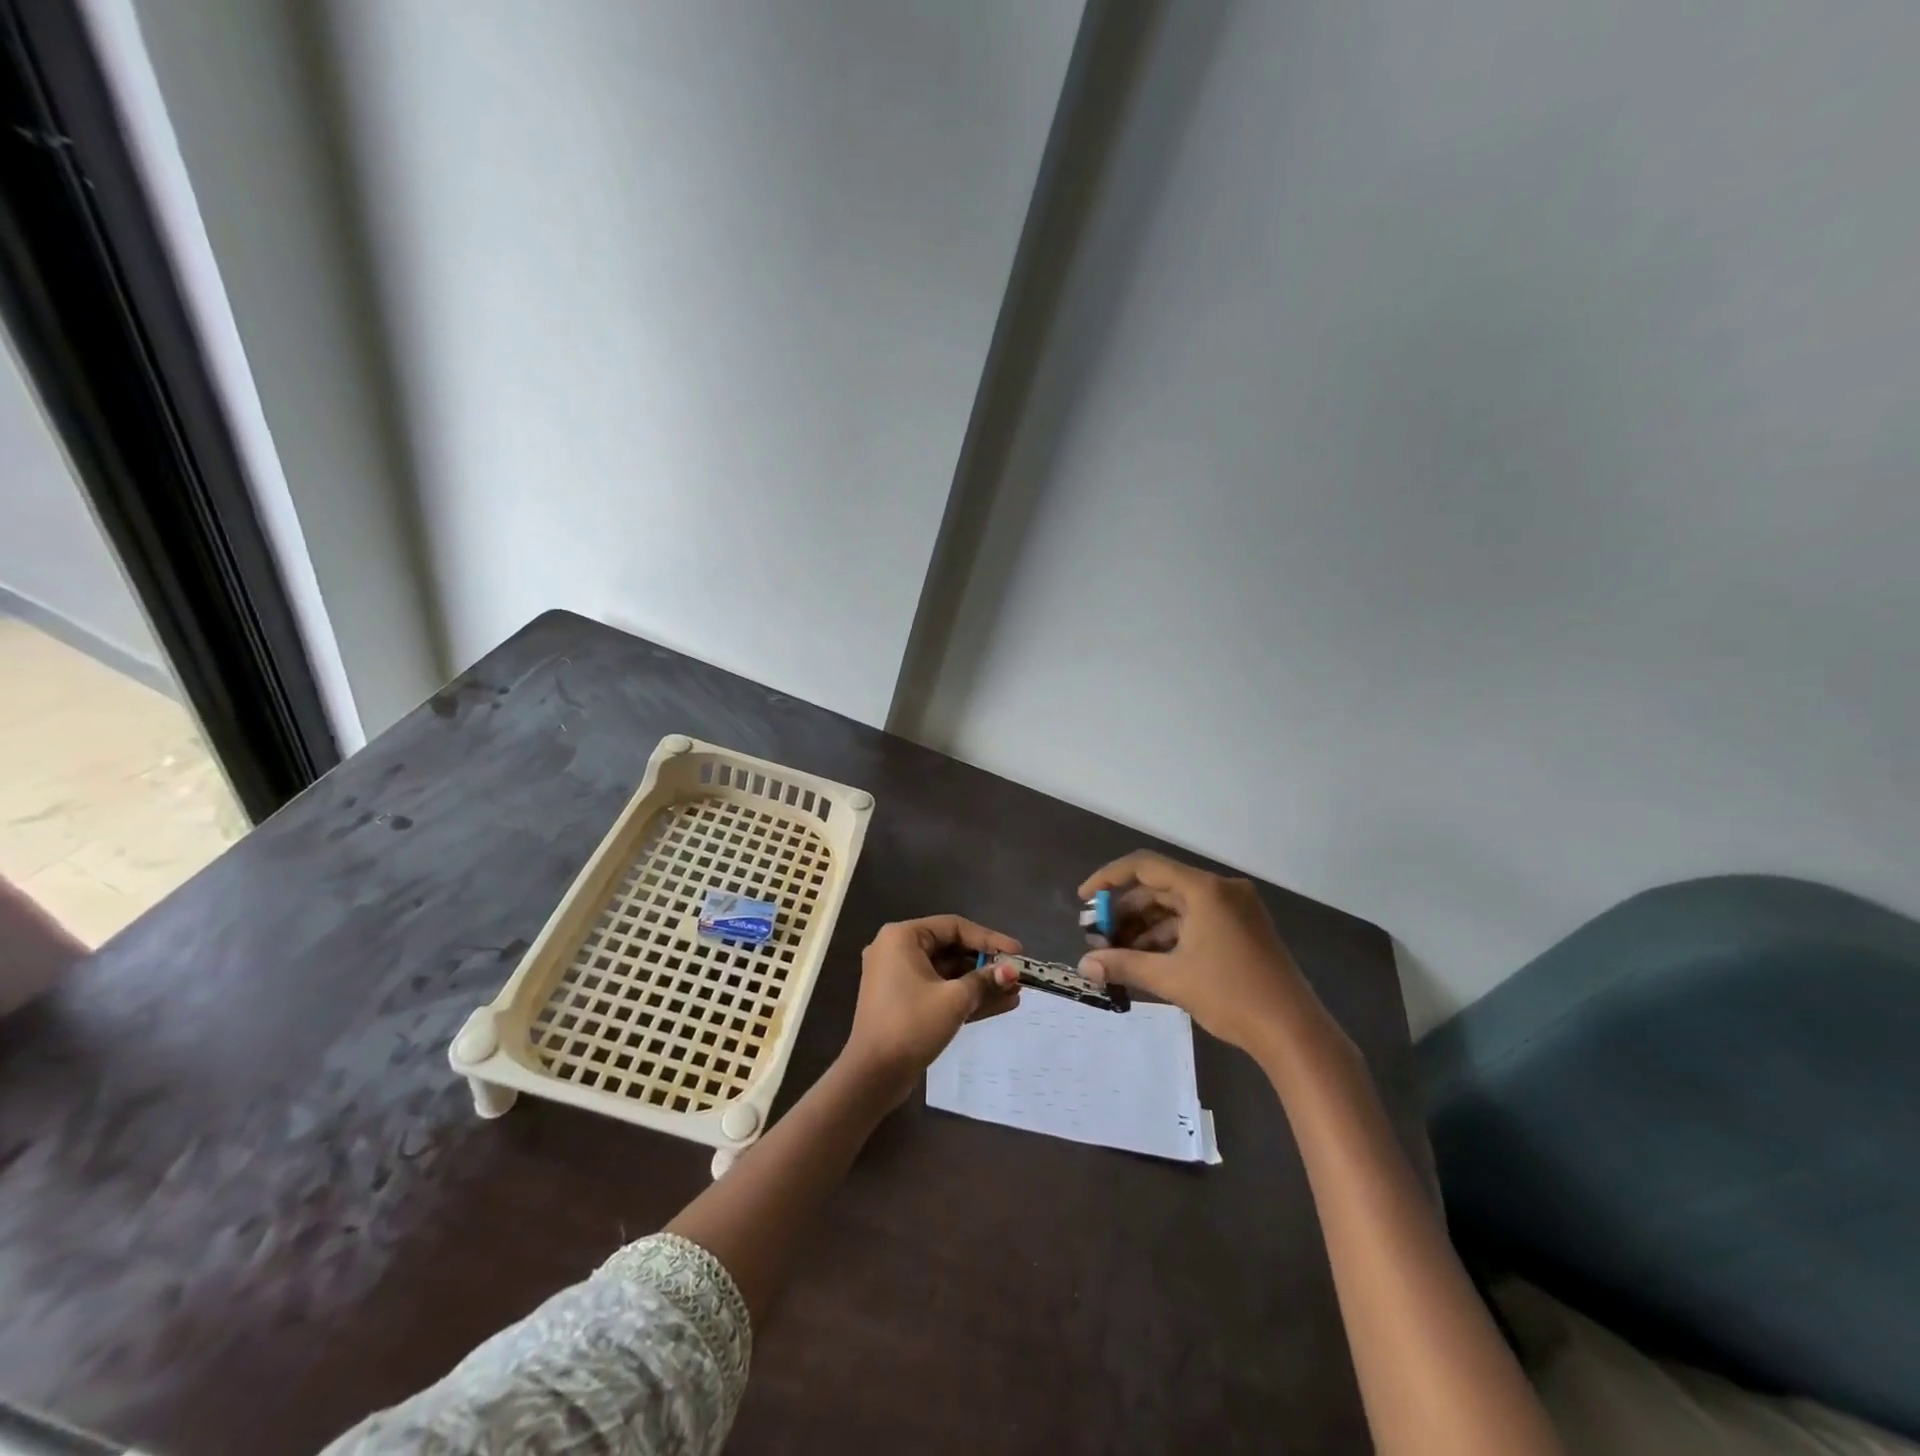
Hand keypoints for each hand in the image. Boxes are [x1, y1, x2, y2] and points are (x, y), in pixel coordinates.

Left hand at [843, 915, 1022, 1103]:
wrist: (872, 1076)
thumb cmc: (911, 1025)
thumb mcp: (954, 1000)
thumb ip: (985, 981)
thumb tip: (1013, 972)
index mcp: (902, 937)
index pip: (954, 927)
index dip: (989, 939)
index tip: (1017, 952)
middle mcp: (897, 950)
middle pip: (951, 949)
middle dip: (986, 964)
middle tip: (1017, 974)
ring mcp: (899, 978)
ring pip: (947, 973)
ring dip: (980, 983)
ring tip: (1015, 992)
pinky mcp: (904, 1003)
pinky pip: (939, 991)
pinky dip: (965, 997)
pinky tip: (1001, 1004)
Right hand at [1077, 851, 1318, 1059]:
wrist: (1295, 1033)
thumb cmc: (1231, 996)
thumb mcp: (1171, 978)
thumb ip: (1124, 965)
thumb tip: (1084, 966)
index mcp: (1205, 890)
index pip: (1145, 866)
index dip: (1108, 879)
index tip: (1084, 900)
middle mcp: (1220, 890)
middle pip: (1159, 888)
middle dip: (1125, 911)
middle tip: (1097, 936)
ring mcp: (1234, 909)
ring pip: (1176, 907)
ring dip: (1144, 927)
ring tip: (1116, 952)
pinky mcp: (1241, 929)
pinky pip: (1194, 922)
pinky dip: (1168, 937)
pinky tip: (1145, 959)